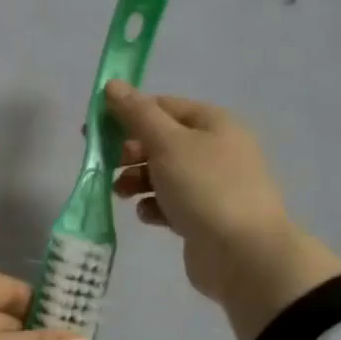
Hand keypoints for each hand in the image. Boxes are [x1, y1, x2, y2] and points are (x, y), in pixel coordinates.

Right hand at [105, 81, 340, 339]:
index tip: (96, 130)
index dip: (127, 113)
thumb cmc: (205, 188)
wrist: (244, 255)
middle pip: (160, 140)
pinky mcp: (204, 216)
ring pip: (162, 173)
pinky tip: (150, 216)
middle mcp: (215, 149)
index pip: (162, 106)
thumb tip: (113, 84)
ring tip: (123, 194)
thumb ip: (136, 113)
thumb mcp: (167, 143)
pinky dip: (155, 206)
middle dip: (130, 152)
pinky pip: (170, 202)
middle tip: (107, 164)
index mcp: (213, 123)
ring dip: (136, 180)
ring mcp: (211, 185)